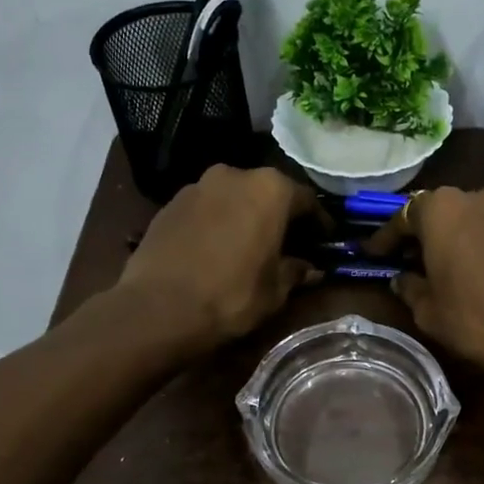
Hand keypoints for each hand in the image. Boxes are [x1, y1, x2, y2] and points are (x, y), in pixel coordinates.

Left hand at [117, 165, 318, 350]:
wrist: (158, 308)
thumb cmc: (231, 295)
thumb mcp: (275, 290)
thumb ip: (296, 272)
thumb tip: (311, 269)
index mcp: (270, 189)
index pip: (307, 200)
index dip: (318, 222)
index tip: (325, 240)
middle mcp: (234, 175)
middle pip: (267, 192)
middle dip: (279, 215)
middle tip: (287, 242)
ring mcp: (197, 186)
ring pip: (233, 198)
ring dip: (245, 216)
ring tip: (249, 245)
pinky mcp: (169, 204)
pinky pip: (205, 209)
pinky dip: (217, 223)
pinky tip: (216, 249)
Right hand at [368, 186, 483, 381]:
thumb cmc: (477, 321)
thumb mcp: (429, 312)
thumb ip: (410, 287)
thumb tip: (402, 279)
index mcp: (444, 210)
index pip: (404, 216)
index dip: (387, 238)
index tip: (375, 254)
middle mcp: (481, 196)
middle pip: (445, 210)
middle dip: (430, 232)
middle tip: (418, 258)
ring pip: (482, 216)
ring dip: (467, 234)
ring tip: (461, 263)